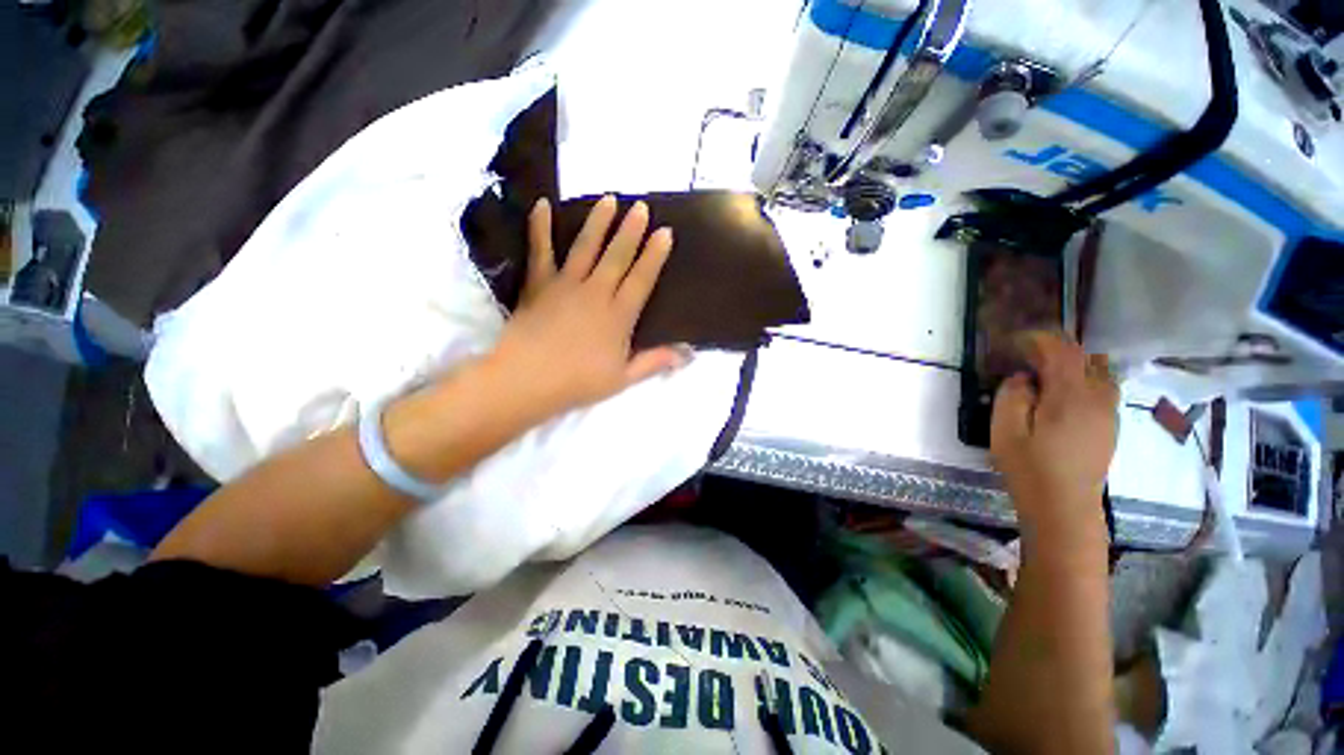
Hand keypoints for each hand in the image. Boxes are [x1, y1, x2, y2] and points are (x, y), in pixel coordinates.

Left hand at [485, 195, 686, 416]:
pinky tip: (541, 204)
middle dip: (631, 231)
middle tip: (641, 207)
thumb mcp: (623, 378)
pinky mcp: (539, 285)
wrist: (527, 380)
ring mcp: (566, 285)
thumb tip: (687, 354)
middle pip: (617, 257)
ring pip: (586, 248)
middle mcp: (596, 293)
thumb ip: (654, 362)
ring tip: (608, 199)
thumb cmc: (579, 382)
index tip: (665, 232)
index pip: (641, 279)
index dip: (654, 256)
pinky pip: (541, 252)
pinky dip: (540, 228)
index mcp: (618, 316)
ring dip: (598, 223)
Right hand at [990, 332, 1118, 535]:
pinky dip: (1085, 378)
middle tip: (1027, 354)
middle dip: (1057, 348)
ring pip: (1100, 371)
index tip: (1014, 341)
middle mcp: (1097, 398)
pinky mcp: (1110, 425)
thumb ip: (1012, 396)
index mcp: (1070, 397)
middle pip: (1086, 357)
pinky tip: (1065, 391)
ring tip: (1046, 370)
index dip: (1039, 339)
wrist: (1064, 507)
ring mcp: (1108, 412)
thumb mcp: (1005, 431)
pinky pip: (1104, 387)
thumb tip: (1023, 378)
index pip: (1062, 351)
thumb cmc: (1029, 469)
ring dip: (1074, 362)